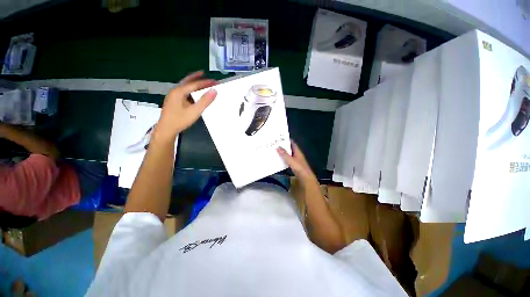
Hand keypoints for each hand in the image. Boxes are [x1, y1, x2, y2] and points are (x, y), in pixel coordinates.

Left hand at [154, 71, 216, 140]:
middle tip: (205, 74)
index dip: (206, 82)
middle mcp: (175, 91)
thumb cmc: (180, 120)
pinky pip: (184, 91)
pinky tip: (194, 92)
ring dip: (193, 83)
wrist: (166, 129)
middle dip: (197, 78)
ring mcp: (173, 96)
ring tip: (200, 81)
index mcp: (179, 92)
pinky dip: (190, 89)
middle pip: (187, 81)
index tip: (215, 81)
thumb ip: (205, 101)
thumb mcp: (195, 111)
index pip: (195, 84)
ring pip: (185, 86)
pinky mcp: (174, 101)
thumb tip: (214, 91)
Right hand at [277, 140, 317, 184]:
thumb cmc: (299, 168)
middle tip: (275, 144)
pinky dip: (284, 159)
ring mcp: (296, 160)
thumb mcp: (291, 160)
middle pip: (290, 149)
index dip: (287, 140)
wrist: (305, 178)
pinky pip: (288, 160)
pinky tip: (279, 160)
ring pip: (288, 155)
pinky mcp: (294, 166)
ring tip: (275, 151)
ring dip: (283, 153)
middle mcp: (297, 155)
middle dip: (284, 146)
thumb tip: (277, 147)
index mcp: (297, 152)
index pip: (292, 143)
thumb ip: (284, 154)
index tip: (280, 138)